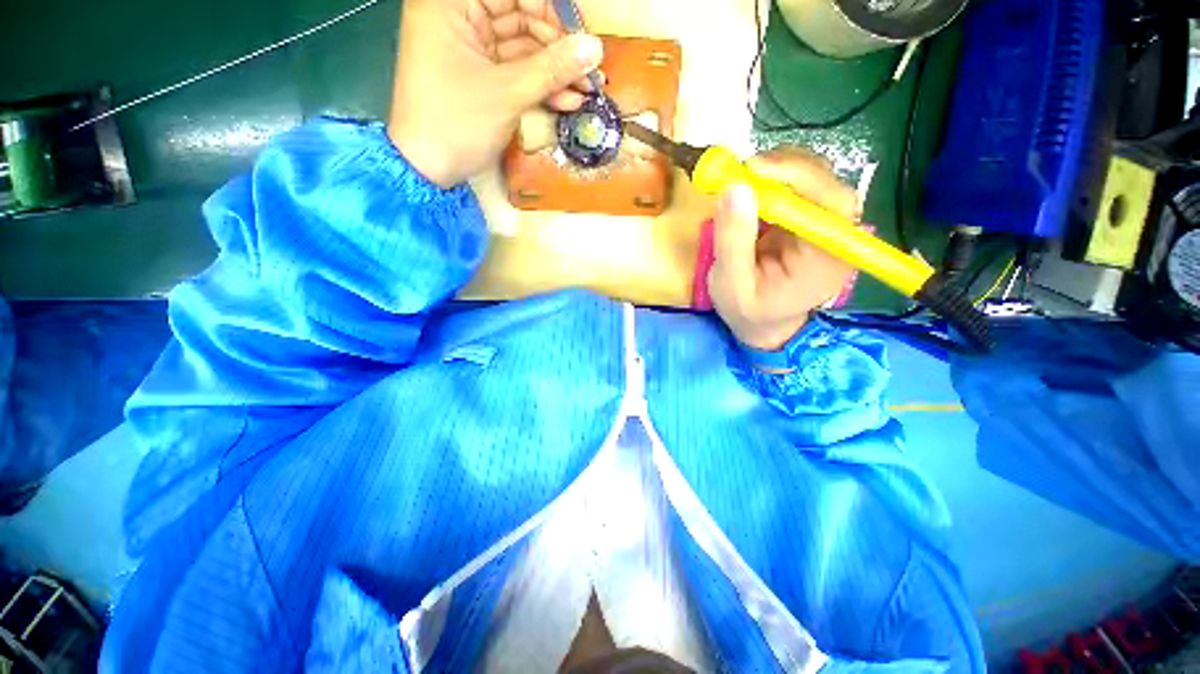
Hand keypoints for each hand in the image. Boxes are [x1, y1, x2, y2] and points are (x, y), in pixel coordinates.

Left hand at [388, 0, 603, 187]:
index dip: (551, 13)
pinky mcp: (480, 77)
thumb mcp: (507, 93)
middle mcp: (459, 18)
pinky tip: (567, 101)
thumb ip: (553, 68)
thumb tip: (595, 48)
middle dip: (558, 48)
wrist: (429, 170)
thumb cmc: (457, 123)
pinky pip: (516, 73)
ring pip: (523, 49)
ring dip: (555, 72)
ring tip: (586, 91)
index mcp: (450, 4)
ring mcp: (470, 49)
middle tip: (589, 72)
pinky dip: (541, 87)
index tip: (582, 40)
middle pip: (520, 18)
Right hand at [709, 148, 860, 351]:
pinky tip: (751, 189)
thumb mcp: (730, 285)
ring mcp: (824, 226)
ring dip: (778, 171)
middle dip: (785, 169)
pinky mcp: (808, 220)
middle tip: (742, 171)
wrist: (761, 324)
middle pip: (828, 183)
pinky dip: (773, 180)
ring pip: (815, 179)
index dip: (798, 177)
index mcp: (827, 259)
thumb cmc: (747, 312)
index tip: (754, 170)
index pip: (831, 203)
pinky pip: (798, 188)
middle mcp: (836, 236)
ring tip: (742, 180)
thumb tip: (734, 187)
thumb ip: (733, 241)